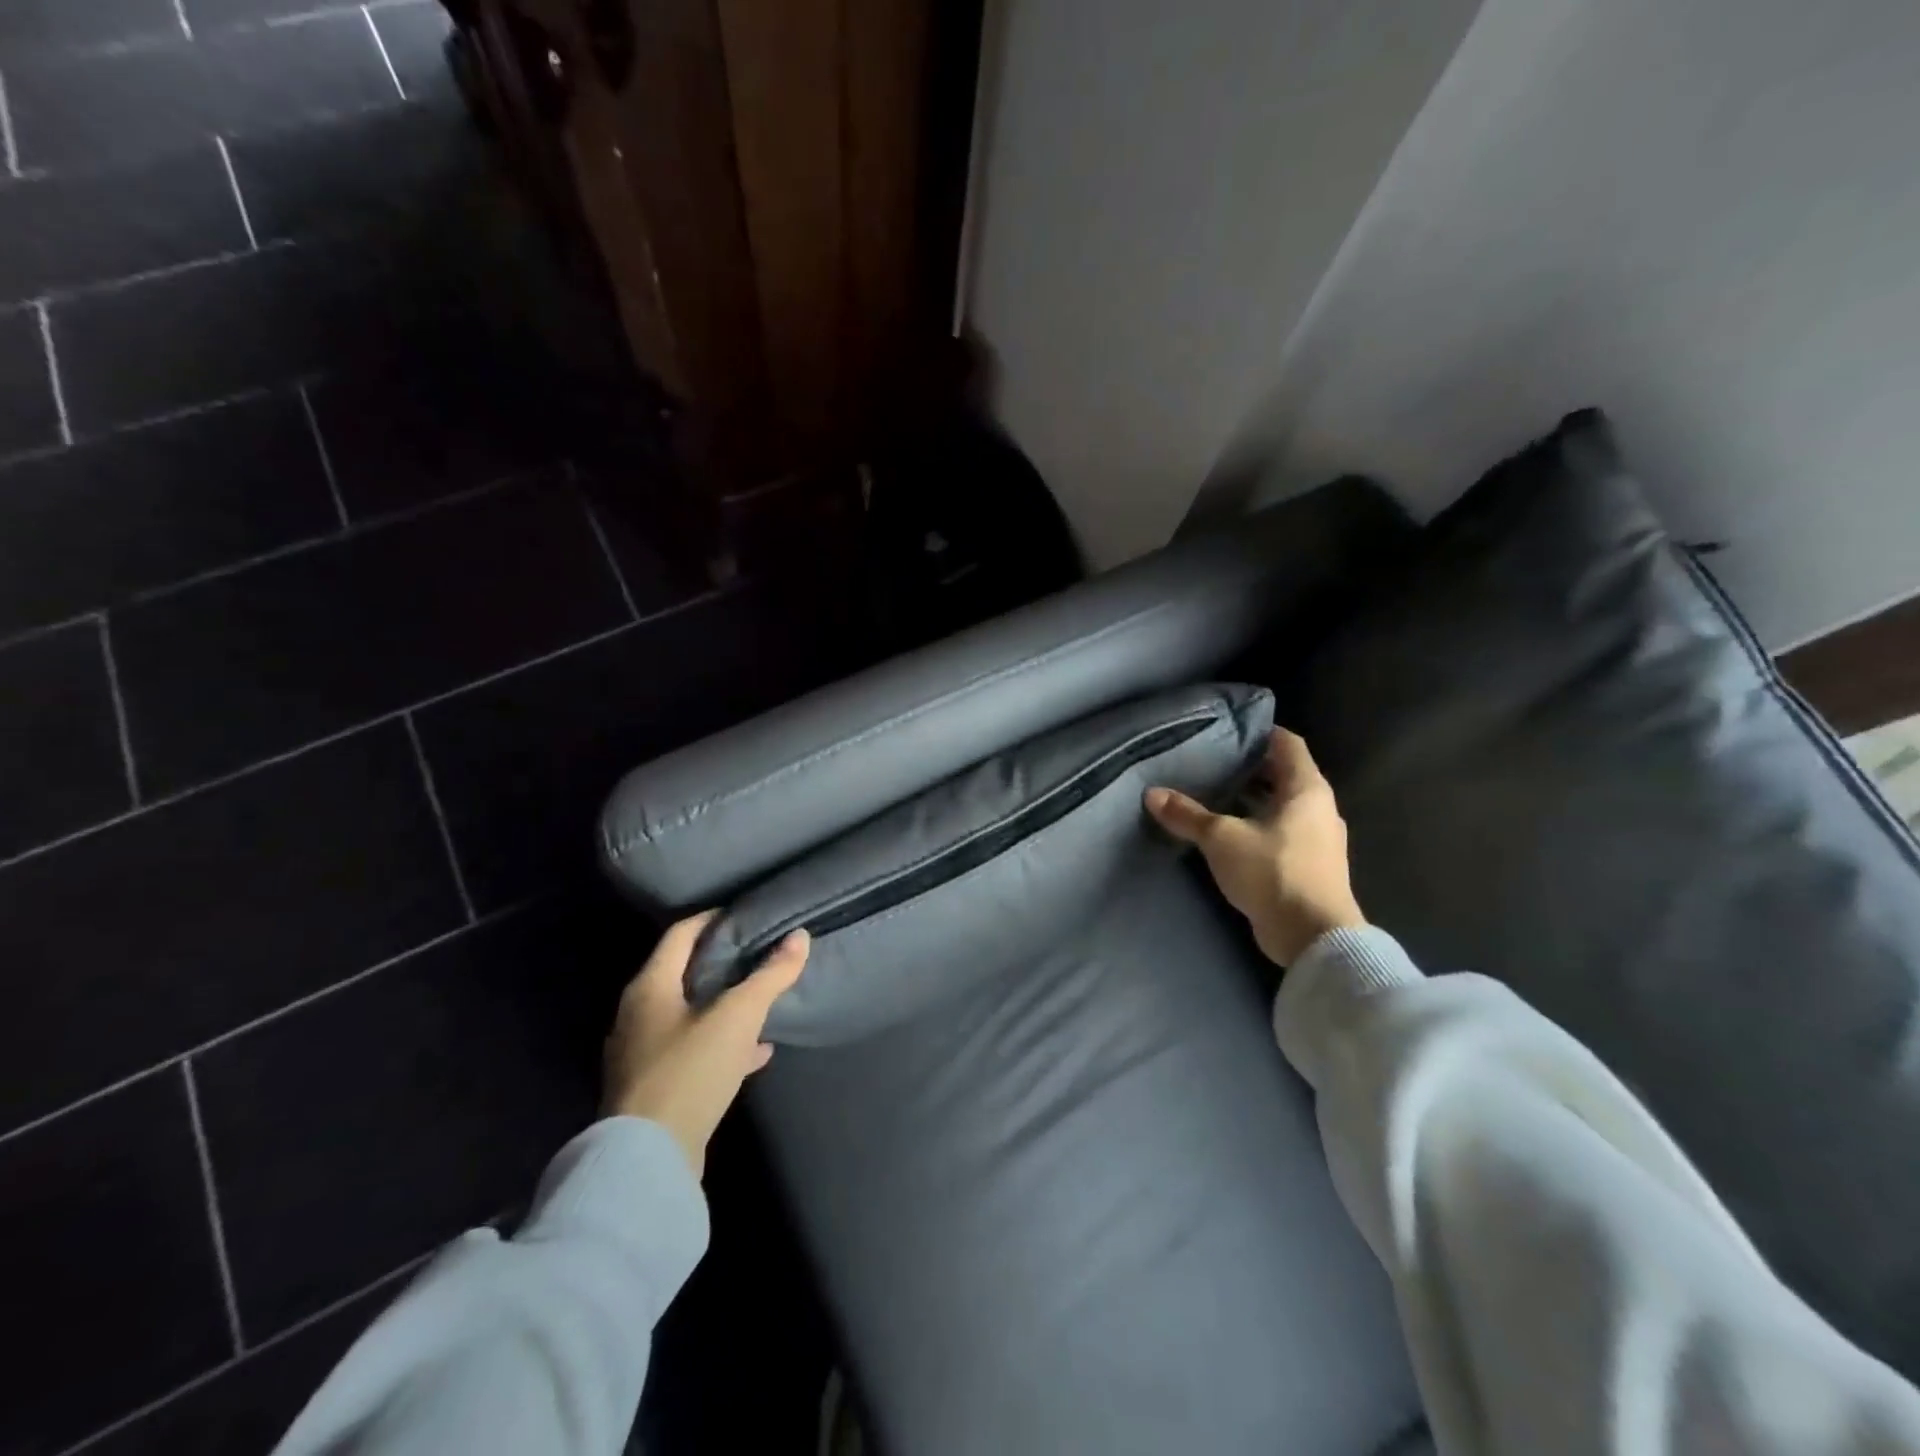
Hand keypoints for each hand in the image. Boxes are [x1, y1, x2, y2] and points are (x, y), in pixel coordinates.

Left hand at [603, 912, 808, 1178]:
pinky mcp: (655, 1088)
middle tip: (759, 954)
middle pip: (683, 974)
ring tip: (762, 1000)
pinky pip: (693, 1052)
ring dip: (724, 1006)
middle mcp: (638, 1015)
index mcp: (650, 987)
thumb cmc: (690, 1071)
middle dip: (722, 963)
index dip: (712, 919)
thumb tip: (800, 936)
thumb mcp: (738, 1017)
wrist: (649, 1160)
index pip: (680, 934)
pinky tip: (757, 1051)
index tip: (745, 914)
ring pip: (690, 1015)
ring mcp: (643, 1055)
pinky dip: (723, 1044)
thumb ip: (770, 976)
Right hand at [1145, 728, 1365, 965]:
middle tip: (1213, 764)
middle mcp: (1319, 809)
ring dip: (1254, 801)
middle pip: (1285, 776)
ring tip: (1216, 797)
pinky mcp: (1311, 867)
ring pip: (1283, 807)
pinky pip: (1283, 834)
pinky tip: (1230, 836)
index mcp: (1307, 790)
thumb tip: (1152, 794)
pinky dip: (1259, 827)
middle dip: (1251, 769)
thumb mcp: (1221, 839)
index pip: (1288, 744)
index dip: (1261, 733)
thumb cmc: (1273, 872)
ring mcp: (1319, 840)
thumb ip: (1187, 815)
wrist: (1313, 938)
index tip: (1230, 731)